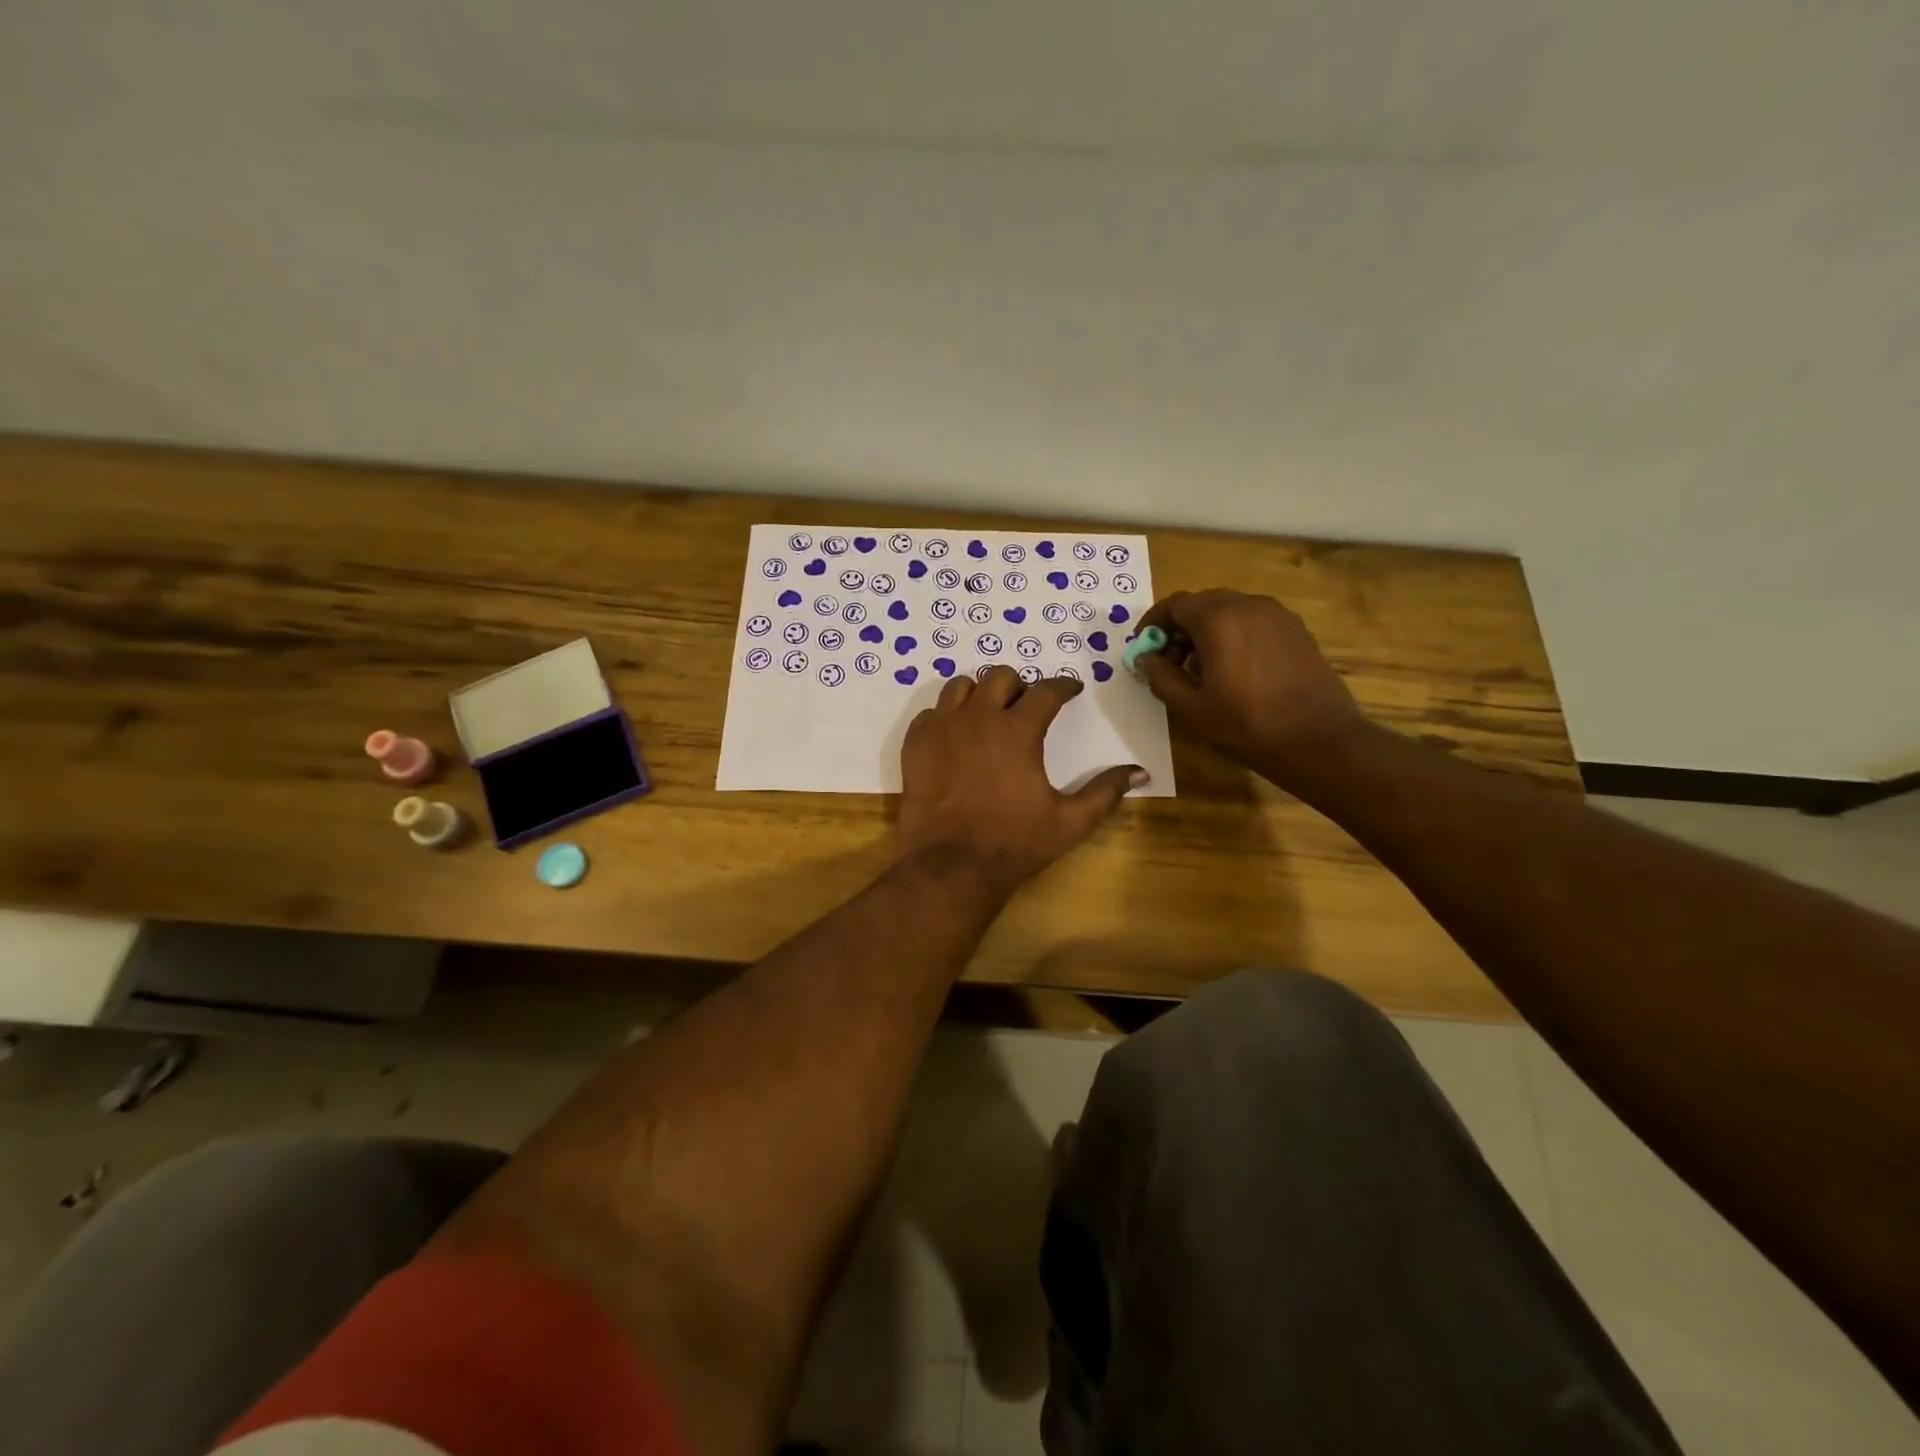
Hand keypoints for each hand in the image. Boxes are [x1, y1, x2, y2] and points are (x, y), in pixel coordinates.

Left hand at [898, 667, 1146, 895]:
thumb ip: (1105, 792)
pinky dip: (945, 717)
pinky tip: (954, 737)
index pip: (1047, 691)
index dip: (1064, 686)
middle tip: (1026, 704)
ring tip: (987, 714)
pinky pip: (931, 713)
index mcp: (1018, 730)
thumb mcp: (1070, 822)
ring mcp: (942, 728)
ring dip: (979, 694)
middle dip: (1019, 684)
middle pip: (1000, 677)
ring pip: (960, 687)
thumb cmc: (1014, 843)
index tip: (1071, 690)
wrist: (951, 866)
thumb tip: (1140, 772)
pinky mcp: (915, 744)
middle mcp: (979, 717)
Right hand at [1135, 590, 1363, 784]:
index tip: (1144, 647)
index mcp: (1218, 619)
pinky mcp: (1296, 630)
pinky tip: (1235, 670)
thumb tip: (1146, 658)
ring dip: (1207, 632)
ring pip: (1230, 611)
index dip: (1153, 623)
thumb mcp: (1191, 708)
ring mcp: (1277, 615)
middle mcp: (1248, 605)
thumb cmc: (1246, 724)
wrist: (1319, 740)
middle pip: (1203, 604)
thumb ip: (1160, 677)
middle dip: (1180, 628)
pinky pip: (1254, 622)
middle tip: (1170, 662)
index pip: (1175, 605)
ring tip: (1202, 670)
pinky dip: (1234, 635)